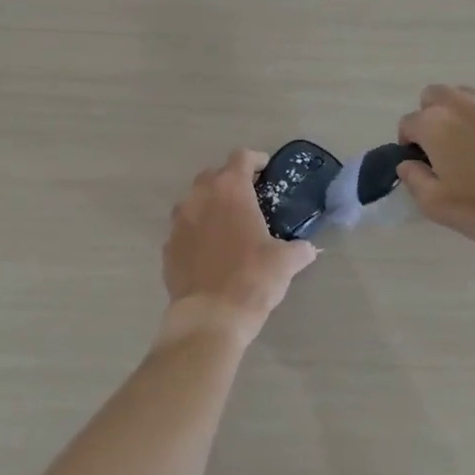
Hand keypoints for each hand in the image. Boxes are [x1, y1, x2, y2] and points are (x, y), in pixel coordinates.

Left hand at [162, 149, 318, 342]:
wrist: (210, 317)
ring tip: (228, 225)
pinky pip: (183, 230)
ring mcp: (178, 222)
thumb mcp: (286, 262)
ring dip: (209, 206)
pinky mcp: (167, 247)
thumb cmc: (252, 278)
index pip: (242, 157)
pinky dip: (196, 233)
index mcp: (230, 190)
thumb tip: (307, 249)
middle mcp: (199, 197)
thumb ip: (299, 249)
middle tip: (249, 199)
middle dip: (230, 181)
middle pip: (213, 175)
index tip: (266, 171)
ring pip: (194, 201)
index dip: (256, 160)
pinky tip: (210, 252)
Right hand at [396, 85, 474, 253]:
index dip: (408, 144)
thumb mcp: (435, 203)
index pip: (408, 124)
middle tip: (439, 147)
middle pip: (433, 97)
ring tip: (468, 143)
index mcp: (434, 123)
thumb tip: (408, 163)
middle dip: (429, 117)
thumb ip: (413, 179)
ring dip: (456, 113)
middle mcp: (459, 103)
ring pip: (463, 96)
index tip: (418, 164)